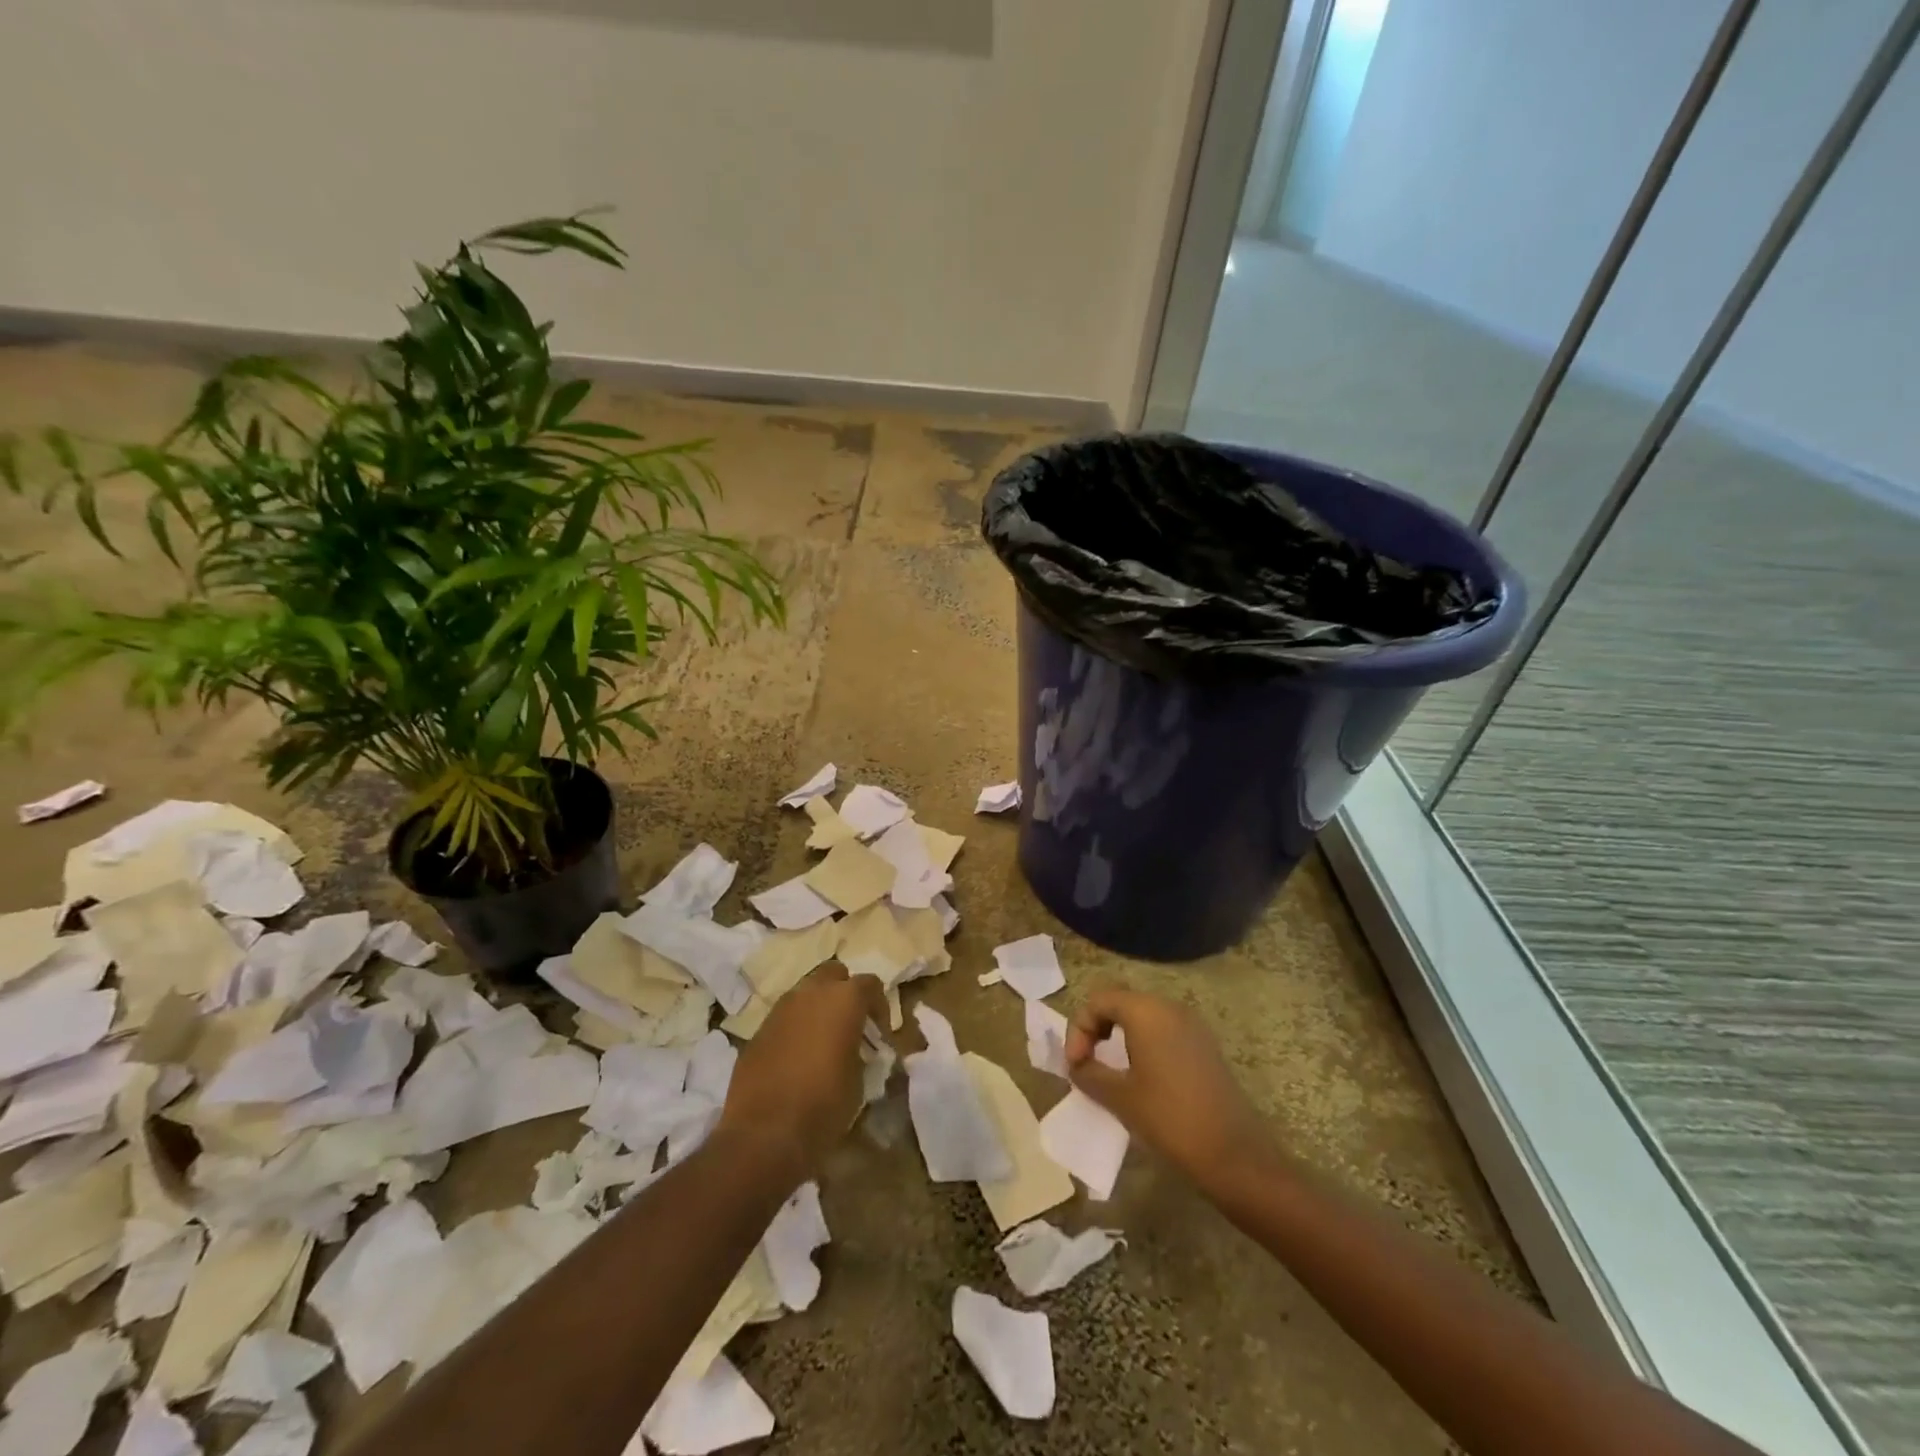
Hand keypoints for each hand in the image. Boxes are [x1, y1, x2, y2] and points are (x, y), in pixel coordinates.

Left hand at [716, 962, 882, 1180]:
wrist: (764, 1134)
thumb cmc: (824, 1105)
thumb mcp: (859, 1080)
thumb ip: (860, 1053)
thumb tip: (858, 1051)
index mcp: (843, 999)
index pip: (870, 984)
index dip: (879, 1006)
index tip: (880, 1033)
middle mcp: (811, 993)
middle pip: (834, 974)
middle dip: (845, 993)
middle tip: (851, 1024)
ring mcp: (780, 1009)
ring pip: (805, 993)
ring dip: (818, 1008)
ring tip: (824, 1041)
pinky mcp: (758, 1030)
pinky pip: (784, 1018)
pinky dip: (796, 1028)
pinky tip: (797, 1058)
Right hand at [1066, 985, 1272, 1193]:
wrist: (1234, 1154)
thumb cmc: (1170, 1119)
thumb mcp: (1120, 1098)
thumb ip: (1089, 1073)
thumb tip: (1077, 1065)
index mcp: (1146, 1012)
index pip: (1099, 1000)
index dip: (1079, 1028)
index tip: (1075, 1065)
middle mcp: (1170, 1007)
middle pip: (1121, 1002)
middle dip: (1097, 1028)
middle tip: (1086, 1063)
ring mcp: (1192, 1025)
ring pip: (1143, 1015)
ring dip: (1119, 1036)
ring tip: (1109, 1071)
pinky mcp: (1204, 1045)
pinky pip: (1163, 1030)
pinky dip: (1143, 1044)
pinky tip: (1141, 1077)